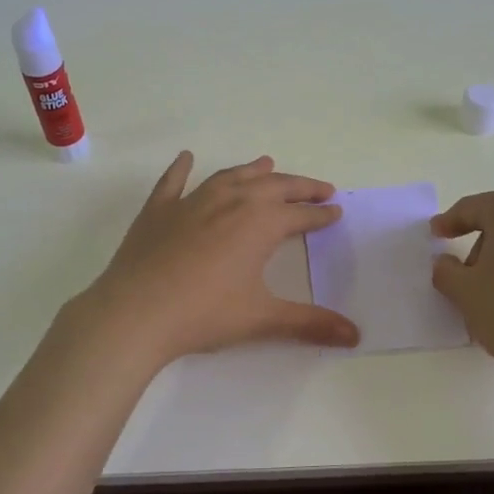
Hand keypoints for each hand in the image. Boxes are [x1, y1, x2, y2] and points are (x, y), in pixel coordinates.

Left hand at [76, 152, 359, 365]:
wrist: (136, 313)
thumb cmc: (204, 314)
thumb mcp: (262, 319)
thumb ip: (310, 324)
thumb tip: (356, 336)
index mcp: (259, 224)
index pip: (299, 214)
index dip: (320, 214)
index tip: (336, 211)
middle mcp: (230, 202)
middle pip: (273, 187)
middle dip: (299, 187)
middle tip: (319, 188)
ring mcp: (191, 202)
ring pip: (230, 177)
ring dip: (253, 171)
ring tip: (268, 164)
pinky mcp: (158, 211)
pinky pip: (173, 182)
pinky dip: (181, 168)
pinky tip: (186, 158)